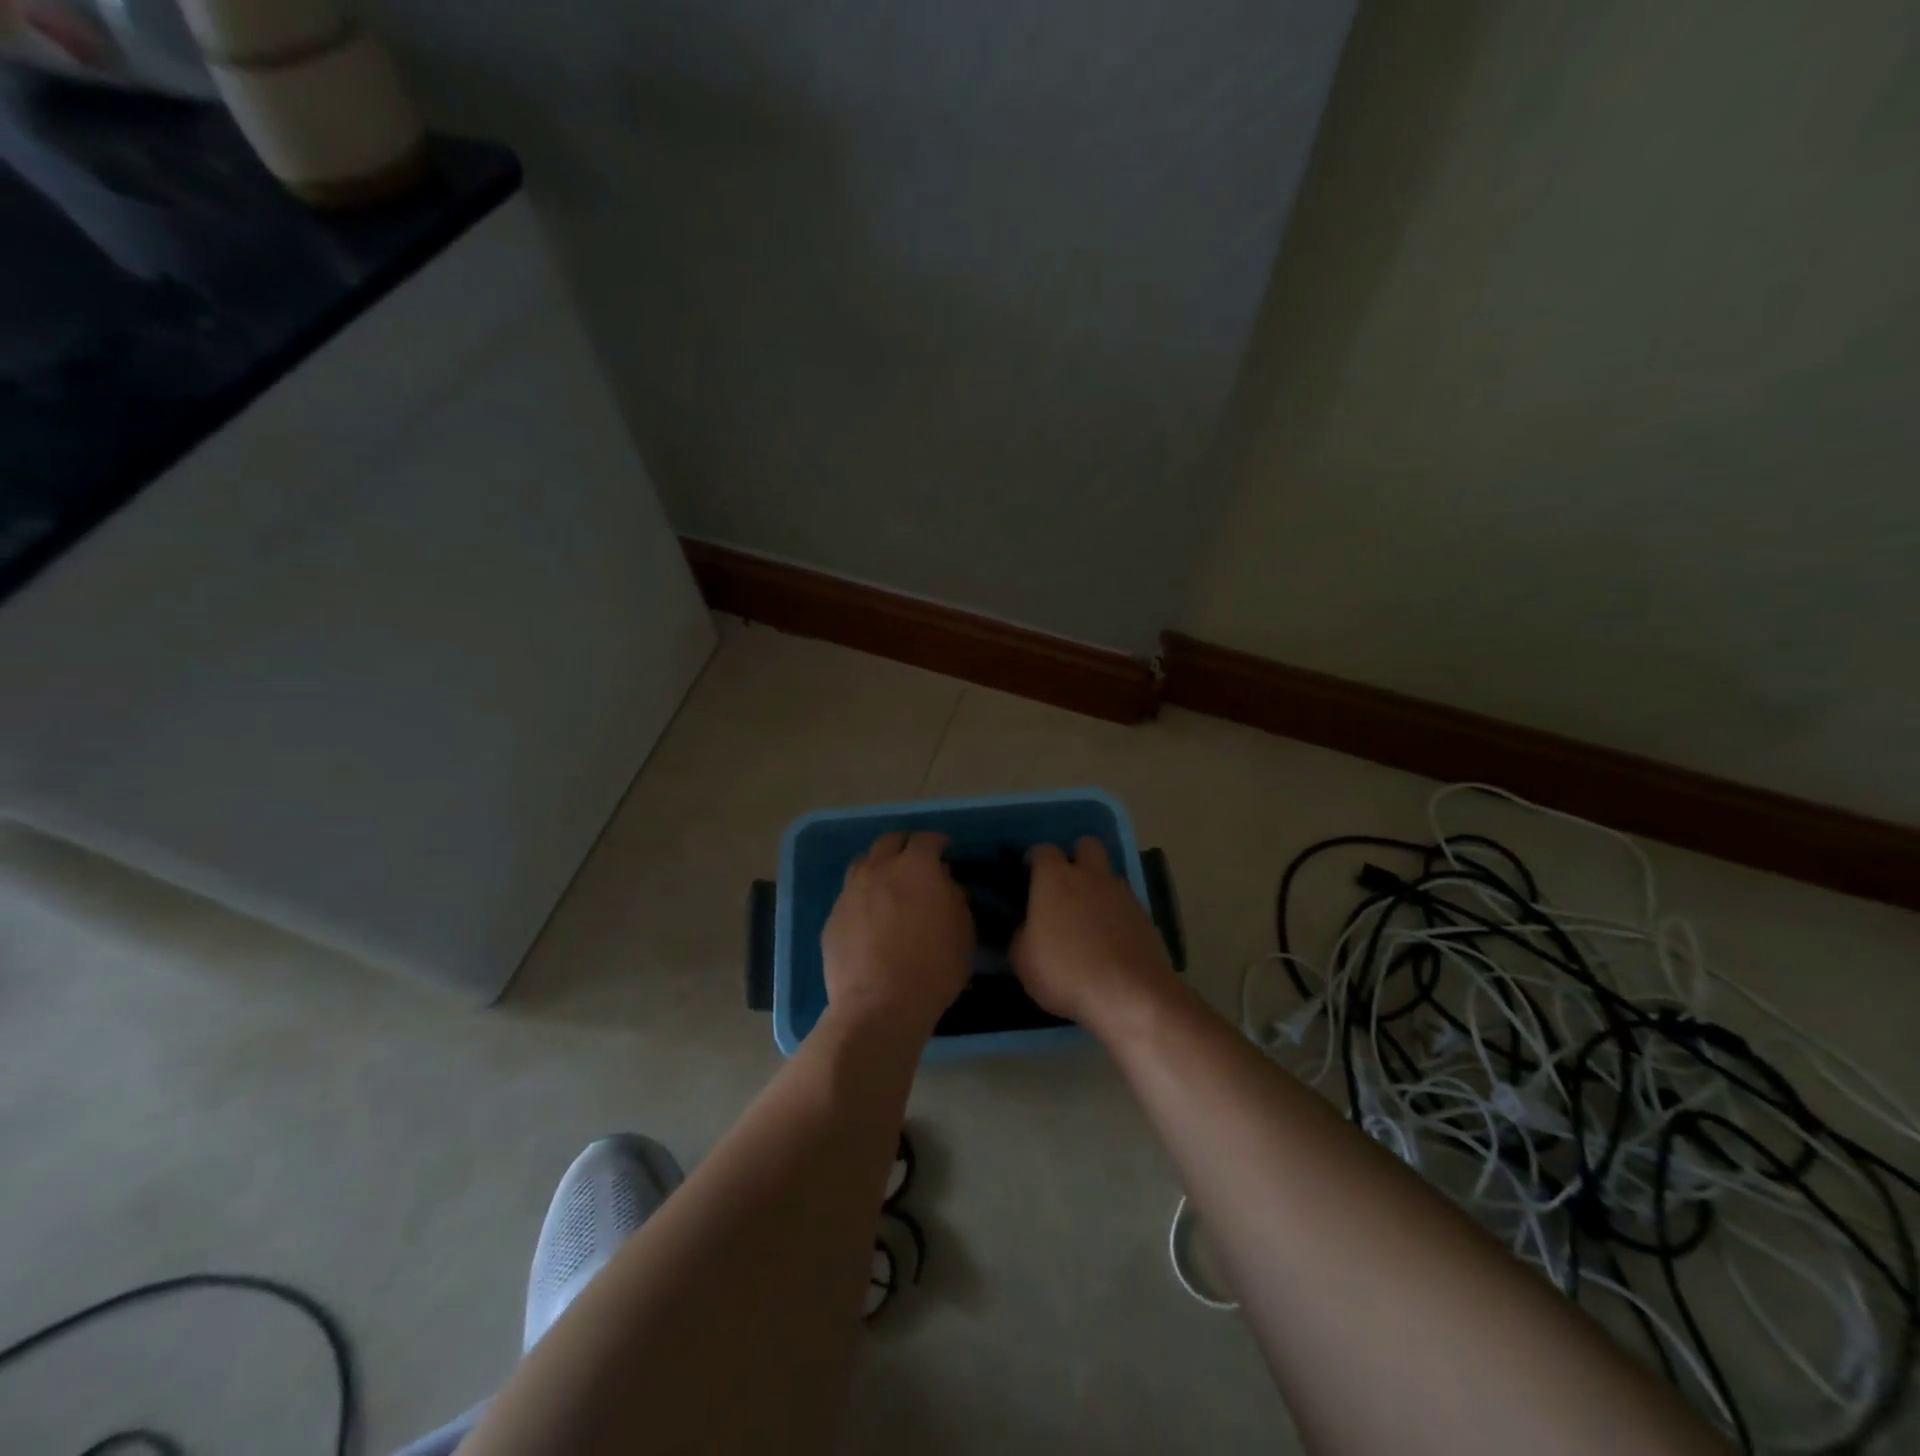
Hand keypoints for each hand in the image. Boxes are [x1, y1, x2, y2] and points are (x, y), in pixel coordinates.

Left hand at [822, 831, 974, 1034]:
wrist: (879, 1006)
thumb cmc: (933, 968)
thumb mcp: (964, 932)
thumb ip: (954, 897)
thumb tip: (943, 883)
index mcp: (916, 868)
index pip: (926, 839)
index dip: (937, 842)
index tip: (944, 850)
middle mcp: (879, 870)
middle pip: (889, 841)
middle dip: (904, 846)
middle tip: (915, 862)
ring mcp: (850, 891)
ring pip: (863, 862)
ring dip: (878, 866)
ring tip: (888, 884)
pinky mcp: (832, 917)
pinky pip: (849, 894)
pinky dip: (862, 896)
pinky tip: (870, 917)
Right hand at [1011, 837, 1180, 1035]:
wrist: (1130, 996)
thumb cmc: (1065, 972)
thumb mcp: (1022, 960)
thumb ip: (1020, 935)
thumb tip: (1026, 927)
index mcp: (1056, 879)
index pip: (1043, 850)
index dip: (1034, 859)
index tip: (1027, 874)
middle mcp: (1091, 877)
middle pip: (1087, 845)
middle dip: (1075, 856)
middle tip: (1064, 885)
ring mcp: (1123, 895)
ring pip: (1109, 876)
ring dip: (1097, 888)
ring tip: (1087, 921)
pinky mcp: (1146, 918)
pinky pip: (1125, 905)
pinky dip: (1115, 915)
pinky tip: (1108, 942)